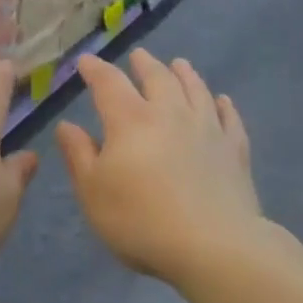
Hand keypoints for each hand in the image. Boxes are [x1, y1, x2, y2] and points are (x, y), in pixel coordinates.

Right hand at [55, 49, 260, 283]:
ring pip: (196, 90)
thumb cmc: (141, 221)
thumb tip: (66, 125)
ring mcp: (207, 129)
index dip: (95, 69)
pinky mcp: (235, 150)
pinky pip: (230, 119)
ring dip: (185, 74)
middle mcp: (170, 113)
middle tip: (138, 56)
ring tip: (180, 63)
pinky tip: (222, 101)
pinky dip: (224, 105)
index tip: (86, 61)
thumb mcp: (93, 192)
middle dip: (144, 64)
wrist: (213, 246)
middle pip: (158, 78)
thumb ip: (79, 155)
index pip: (108, 83)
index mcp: (130, 120)